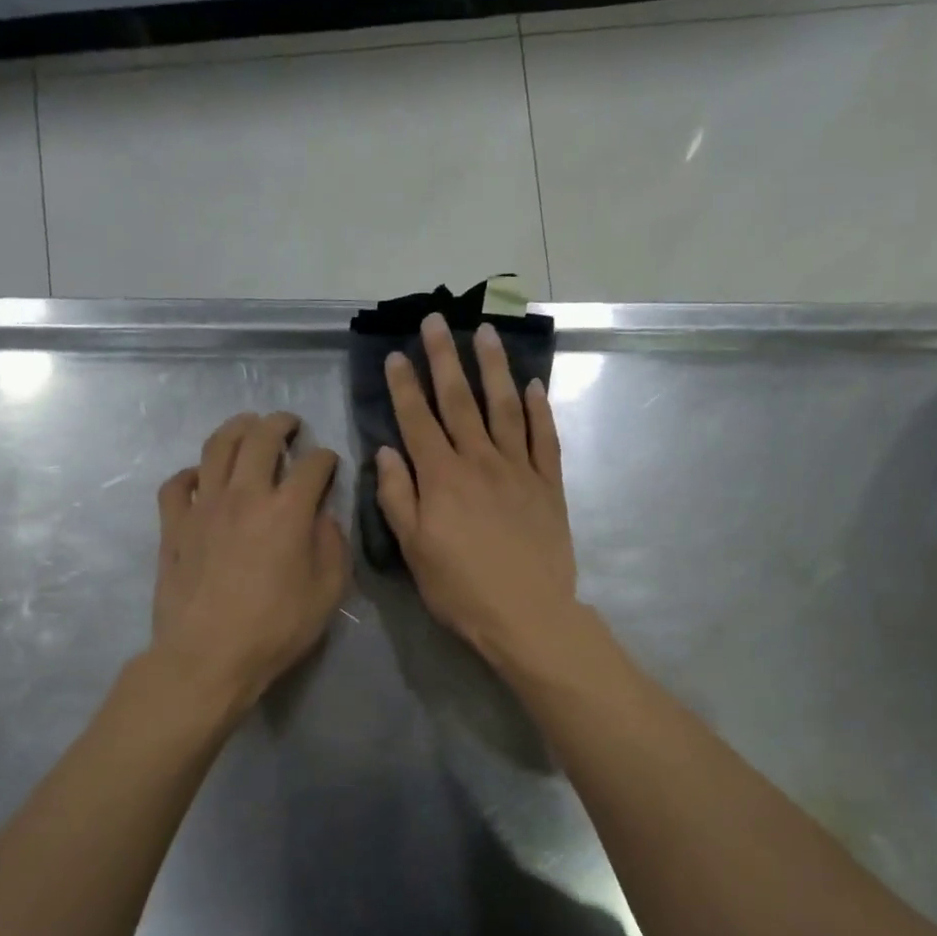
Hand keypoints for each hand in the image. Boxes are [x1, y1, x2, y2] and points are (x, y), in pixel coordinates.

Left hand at [151, 412, 348, 711]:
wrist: (208, 656)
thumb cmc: (275, 629)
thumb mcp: (327, 593)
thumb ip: (333, 547)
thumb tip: (324, 518)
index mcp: (287, 511)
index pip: (312, 465)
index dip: (326, 458)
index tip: (329, 463)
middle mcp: (244, 495)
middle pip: (260, 438)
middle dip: (280, 424)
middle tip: (289, 424)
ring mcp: (203, 507)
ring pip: (216, 448)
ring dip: (236, 429)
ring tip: (247, 426)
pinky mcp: (173, 526)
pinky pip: (177, 484)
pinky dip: (191, 473)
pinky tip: (201, 478)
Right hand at [375, 313, 579, 668]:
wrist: (527, 614)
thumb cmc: (461, 589)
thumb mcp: (415, 551)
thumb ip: (398, 498)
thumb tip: (387, 452)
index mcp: (442, 478)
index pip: (418, 420)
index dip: (405, 386)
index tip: (397, 354)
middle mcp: (480, 461)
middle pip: (460, 401)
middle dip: (445, 358)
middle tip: (437, 321)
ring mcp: (519, 470)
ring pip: (505, 408)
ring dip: (494, 368)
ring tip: (485, 333)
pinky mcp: (549, 485)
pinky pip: (545, 439)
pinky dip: (539, 410)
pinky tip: (533, 387)